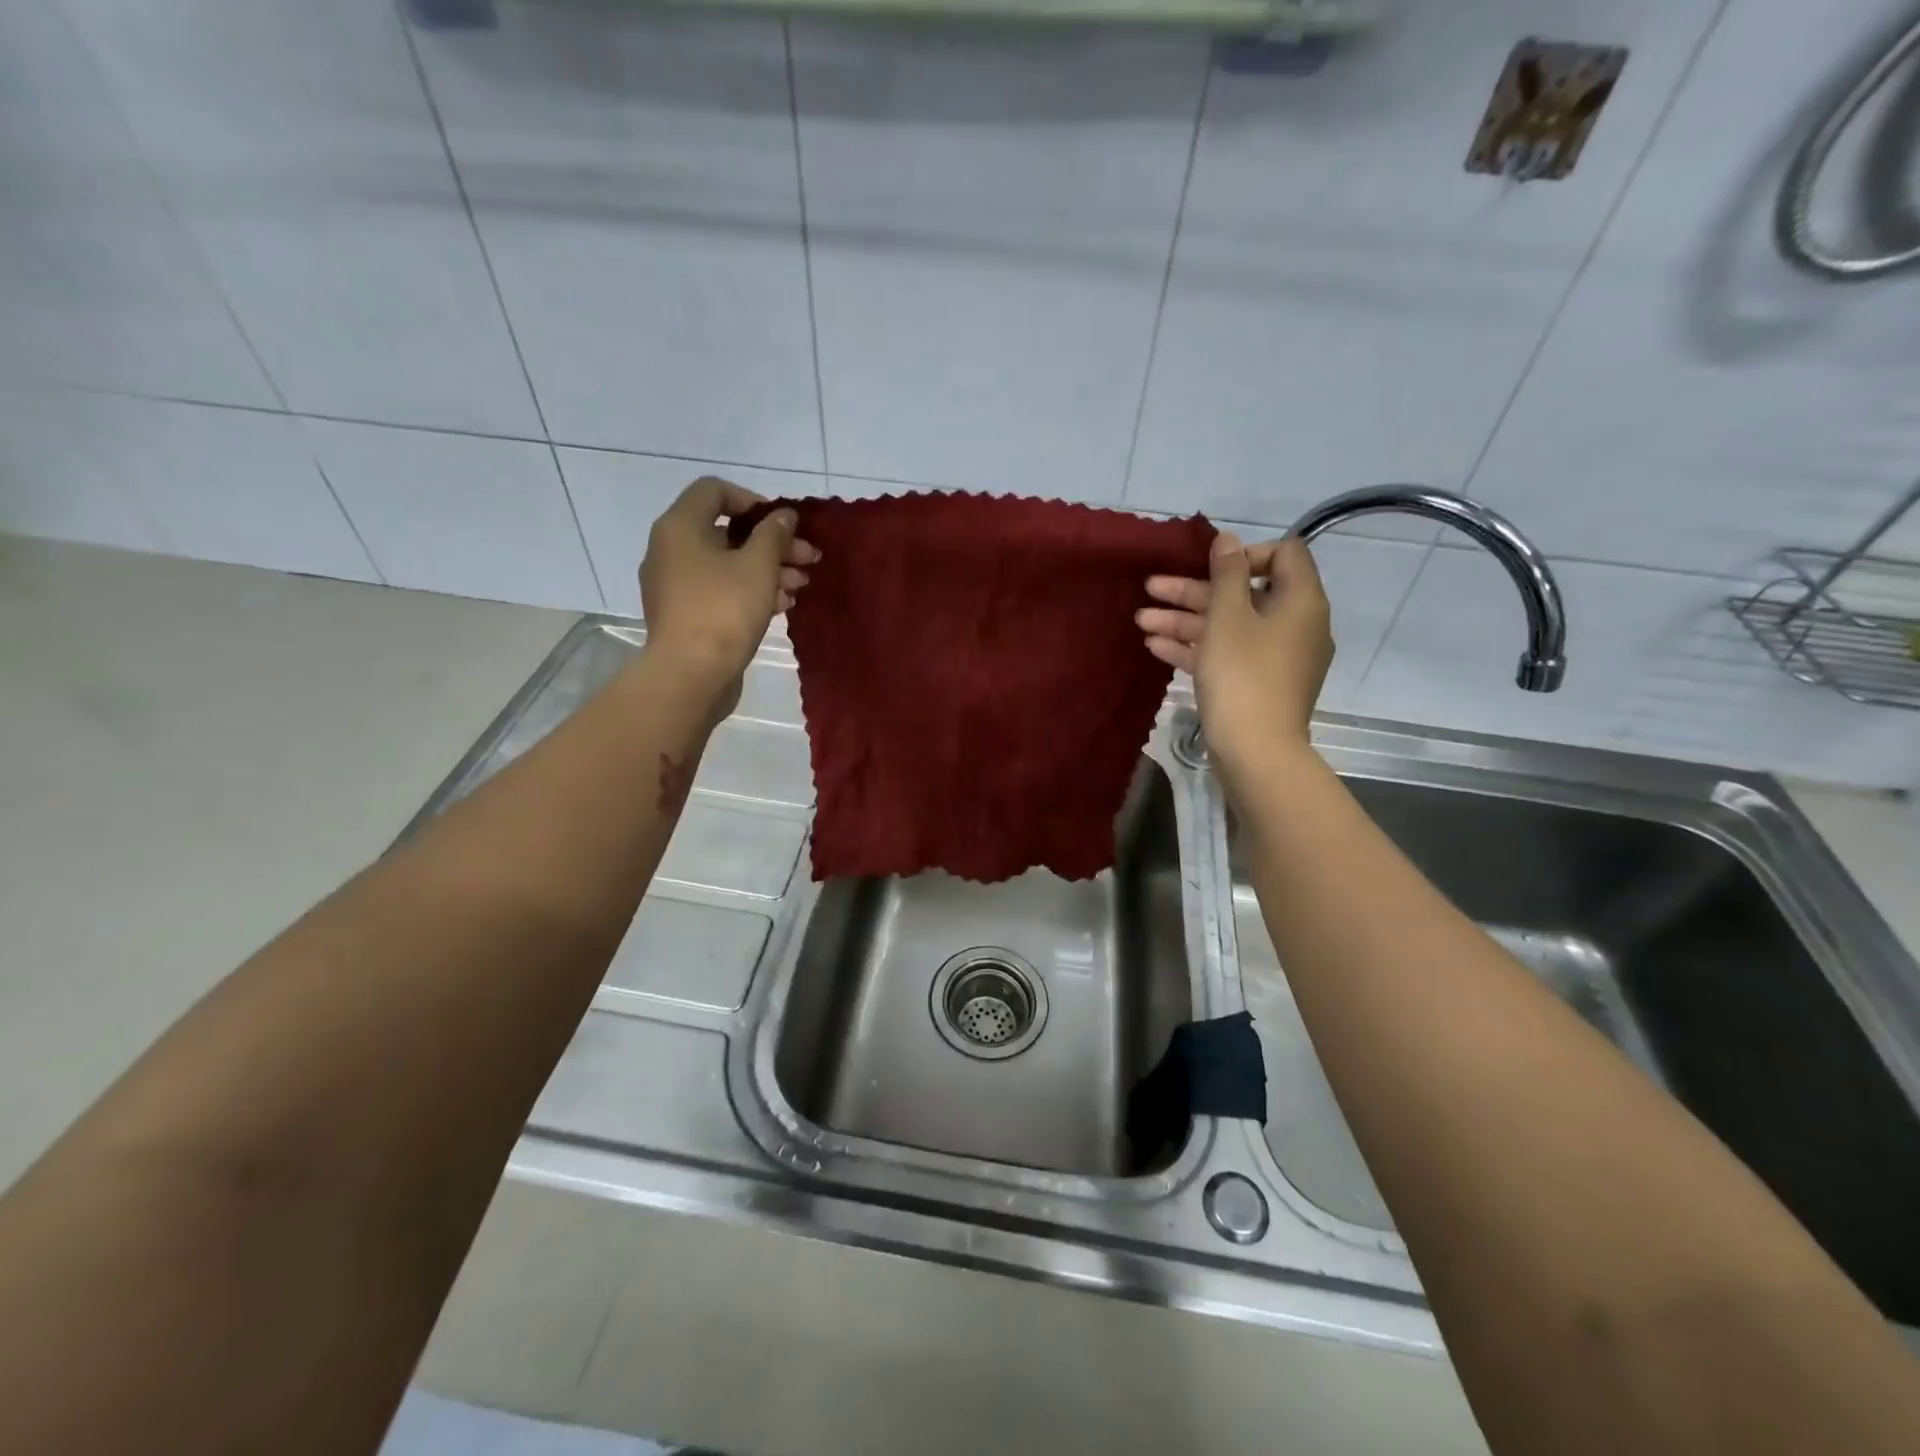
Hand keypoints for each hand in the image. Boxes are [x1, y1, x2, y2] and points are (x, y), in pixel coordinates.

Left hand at [639, 476, 817, 706]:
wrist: (690, 675)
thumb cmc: (724, 611)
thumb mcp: (758, 566)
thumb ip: (773, 535)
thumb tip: (782, 516)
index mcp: (680, 527)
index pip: (713, 491)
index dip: (753, 500)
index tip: (782, 524)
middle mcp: (670, 550)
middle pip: (726, 532)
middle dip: (772, 544)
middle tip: (808, 558)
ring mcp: (675, 585)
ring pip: (727, 565)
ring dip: (767, 569)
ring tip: (800, 586)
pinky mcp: (685, 615)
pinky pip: (720, 591)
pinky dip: (749, 591)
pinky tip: (781, 606)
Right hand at [1136, 532, 1332, 778]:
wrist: (1256, 751)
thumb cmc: (1243, 675)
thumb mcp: (1228, 617)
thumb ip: (1227, 574)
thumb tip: (1228, 540)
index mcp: (1300, 602)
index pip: (1283, 555)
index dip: (1243, 554)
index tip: (1209, 568)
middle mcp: (1295, 625)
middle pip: (1245, 594)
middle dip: (1194, 591)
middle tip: (1151, 589)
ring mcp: (1277, 658)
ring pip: (1230, 627)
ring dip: (1185, 620)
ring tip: (1141, 620)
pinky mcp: (1259, 684)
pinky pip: (1228, 654)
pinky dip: (1197, 648)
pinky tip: (1157, 647)